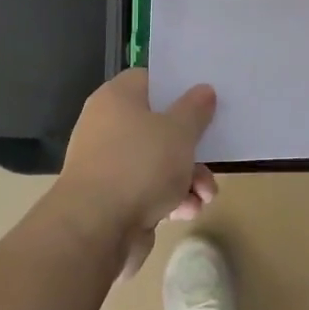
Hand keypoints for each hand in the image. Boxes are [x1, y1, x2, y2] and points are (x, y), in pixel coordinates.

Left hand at [45, 70, 217, 276]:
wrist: (96, 229)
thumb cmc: (140, 165)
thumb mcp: (179, 131)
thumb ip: (195, 109)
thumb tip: (203, 90)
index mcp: (117, 98)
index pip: (149, 80)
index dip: (177, 88)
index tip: (204, 99)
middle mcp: (108, 126)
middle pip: (159, 126)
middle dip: (191, 148)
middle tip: (213, 157)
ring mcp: (109, 164)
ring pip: (158, 162)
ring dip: (188, 179)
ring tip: (205, 196)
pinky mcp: (112, 198)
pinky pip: (148, 190)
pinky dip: (170, 199)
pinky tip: (187, 211)